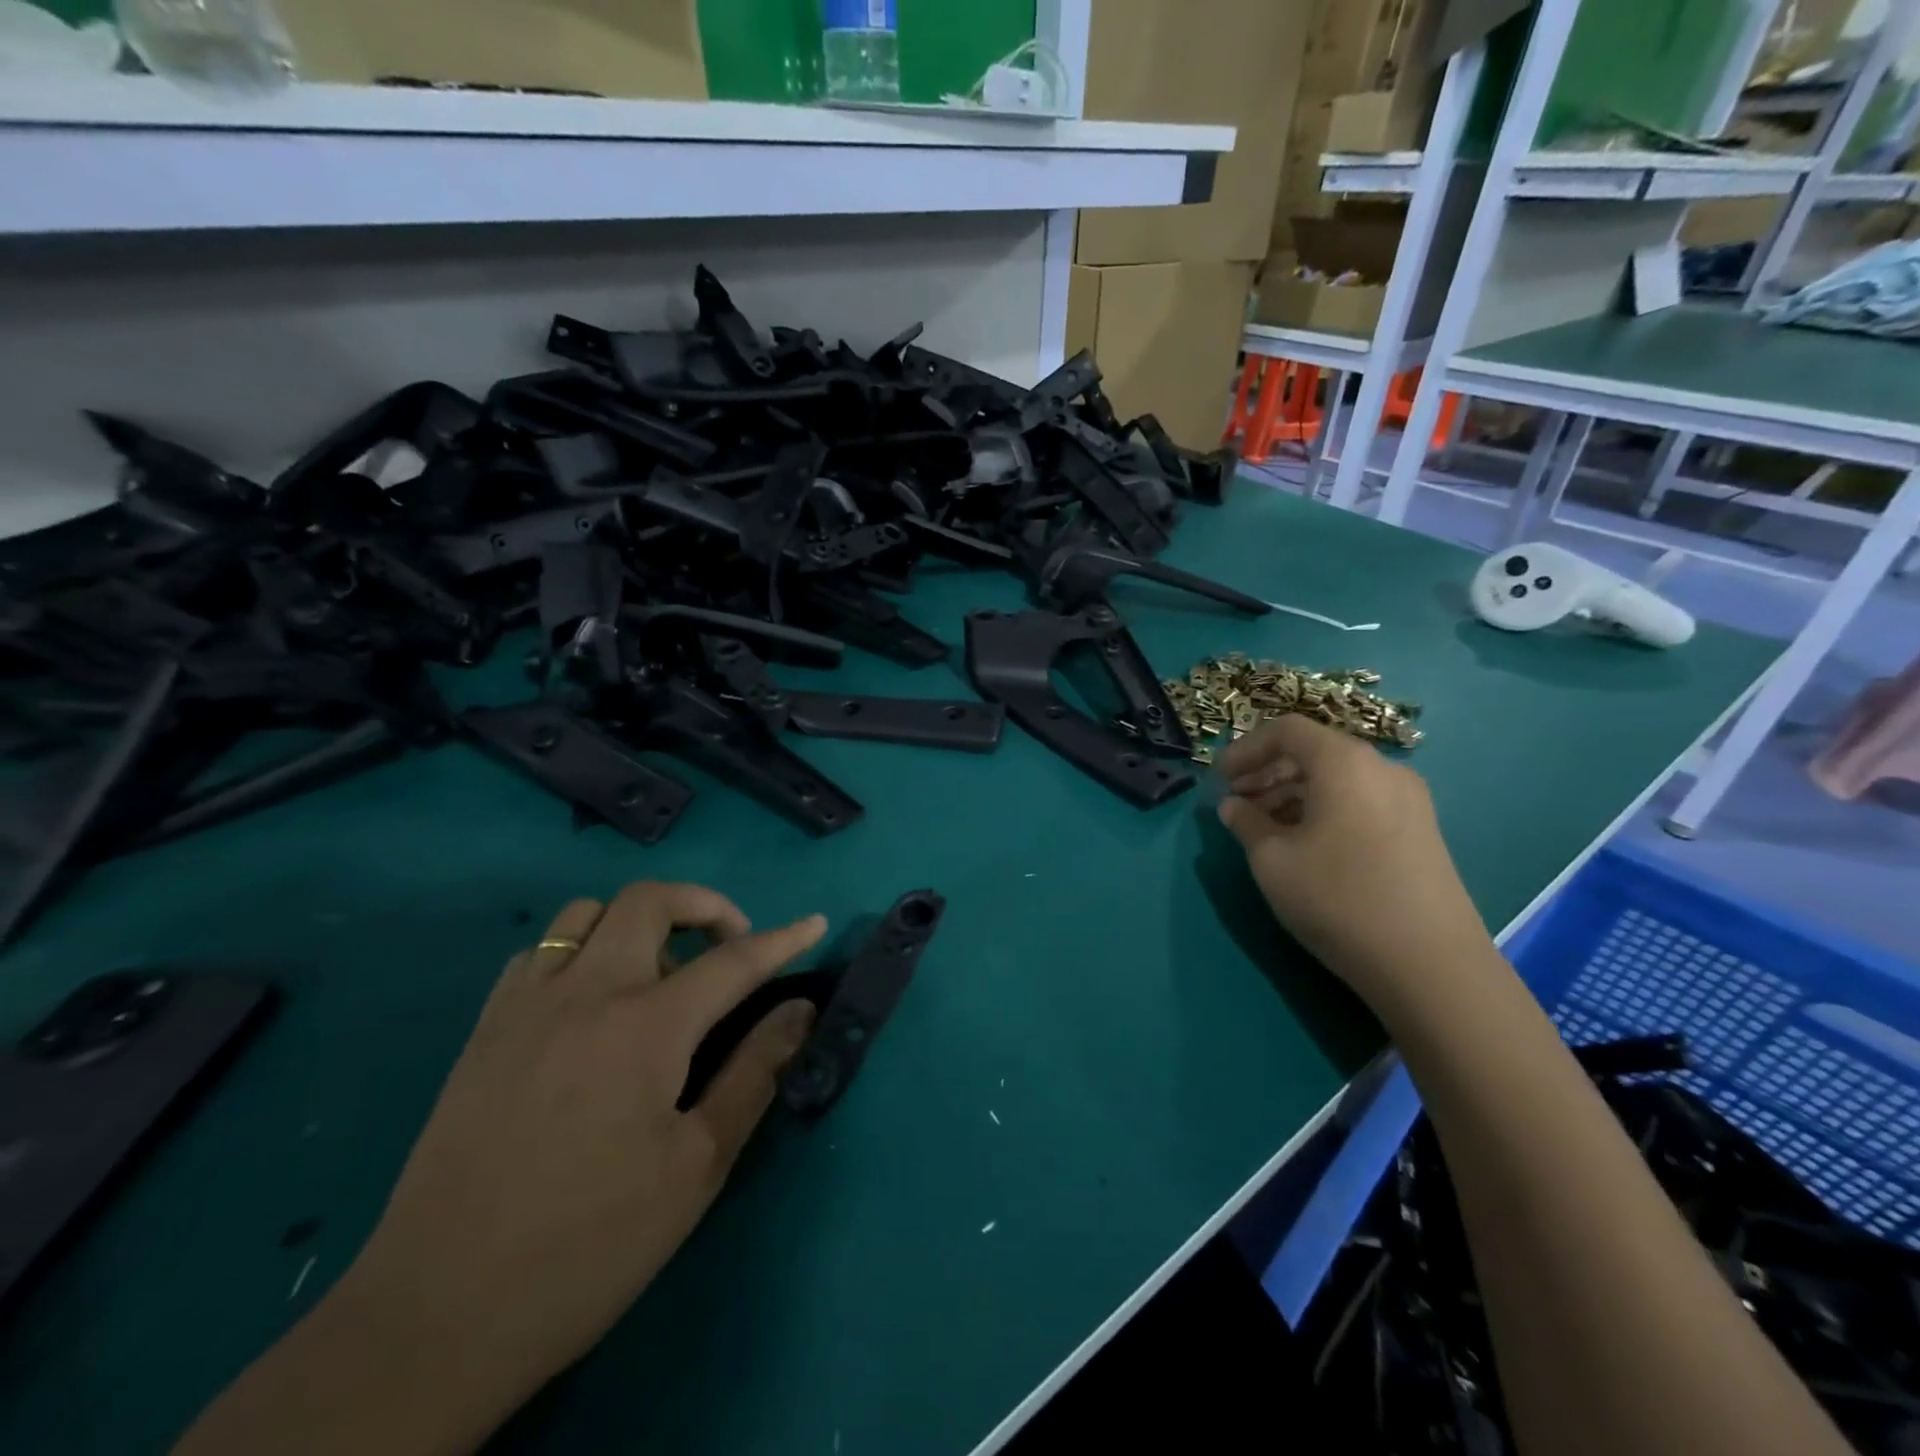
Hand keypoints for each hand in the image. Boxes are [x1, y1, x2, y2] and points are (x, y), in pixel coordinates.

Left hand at [345, 883, 824, 1417]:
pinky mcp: (484, 1030)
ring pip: (588, 913)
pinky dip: (579, 951)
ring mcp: (526, 1005)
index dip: (783, 940)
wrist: (438, 1317)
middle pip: (651, 900)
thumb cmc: (590, 1245)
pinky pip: (539, 952)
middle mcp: (585, 992)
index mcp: (646, 1027)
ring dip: (638, 922)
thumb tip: (799, 1010)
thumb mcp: (696, 1166)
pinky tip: (589, 1003)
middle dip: (705, 906)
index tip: (814, 924)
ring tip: (658, 974)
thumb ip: (754, 1073)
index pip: (733, 961)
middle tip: (729, 947)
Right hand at [1216, 715, 1493, 1018]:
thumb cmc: (1337, 897)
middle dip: (1267, 772)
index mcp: (1344, 762)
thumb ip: (1245, 823)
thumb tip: (1233, 806)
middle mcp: (1381, 768)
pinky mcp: (1420, 830)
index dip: (1244, 749)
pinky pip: (1360, 801)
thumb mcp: (1272, 860)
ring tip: (1264, 828)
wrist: (1429, 963)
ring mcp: (1408, 800)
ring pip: (1337, 779)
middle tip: (1236, 803)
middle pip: (1314, 752)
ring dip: (1293, 793)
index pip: (1286, 730)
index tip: (1218, 779)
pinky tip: (1305, 844)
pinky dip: (1323, 809)